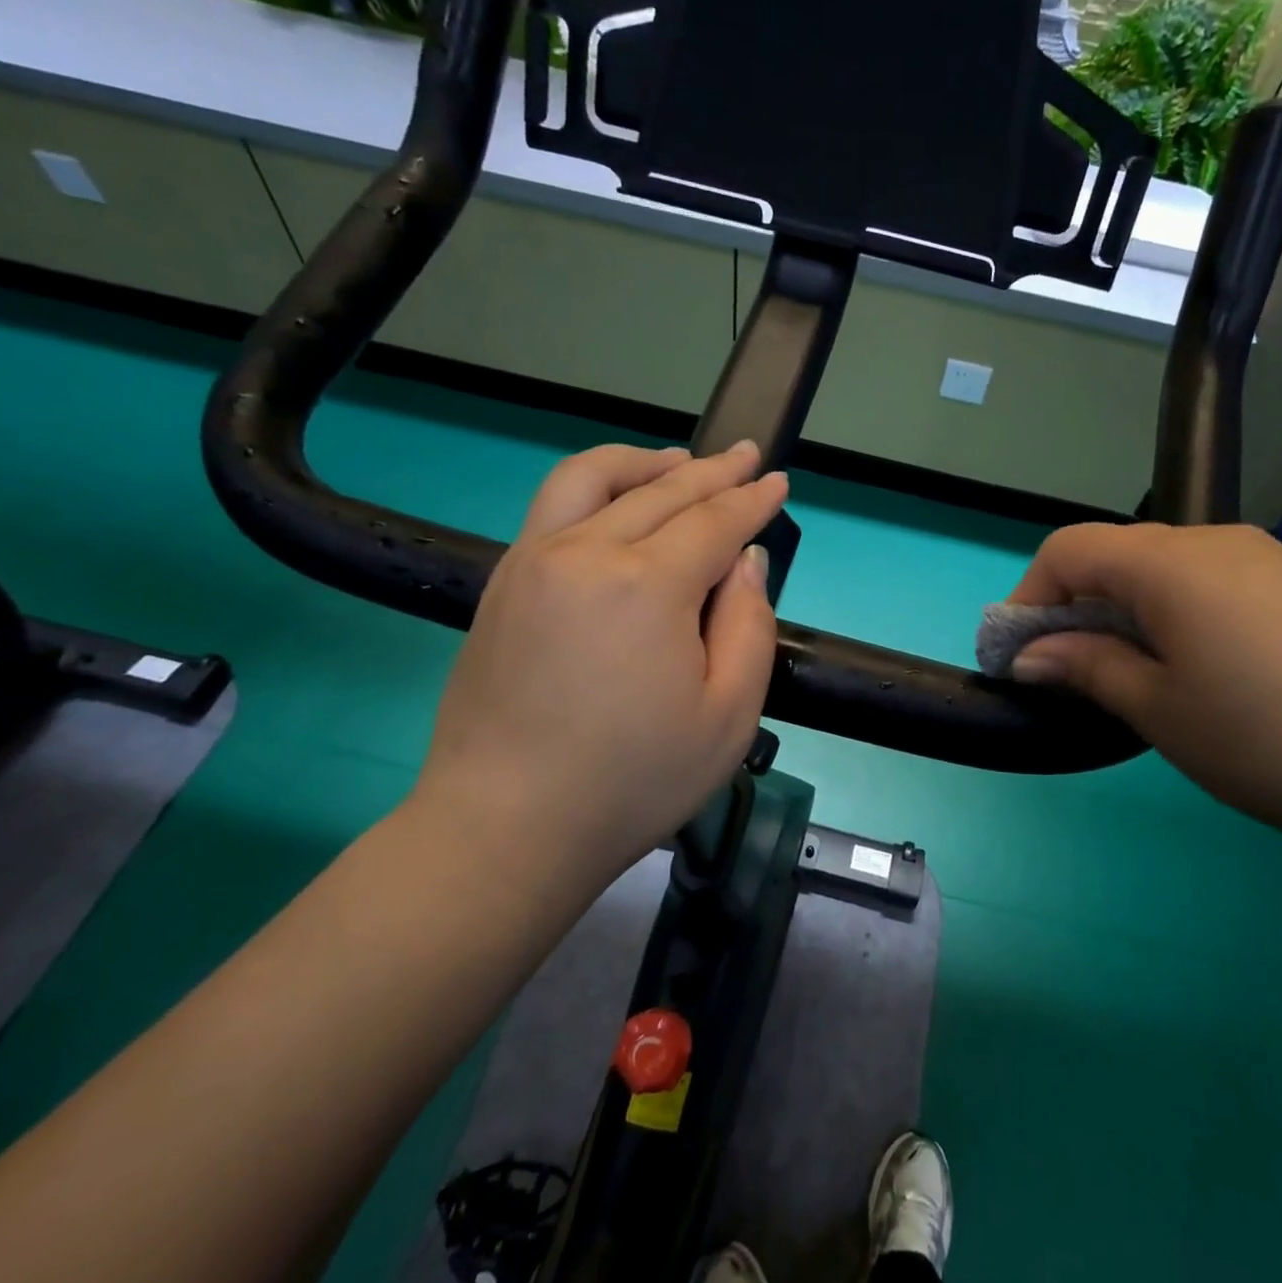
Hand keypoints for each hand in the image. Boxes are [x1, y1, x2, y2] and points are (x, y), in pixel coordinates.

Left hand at [410, 441, 787, 890]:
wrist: (507, 826)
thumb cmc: (633, 781)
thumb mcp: (729, 716)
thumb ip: (748, 624)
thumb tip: (745, 560)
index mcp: (647, 585)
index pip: (713, 521)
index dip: (752, 499)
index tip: (778, 481)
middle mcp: (586, 552)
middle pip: (662, 491)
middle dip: (713, 471)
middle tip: (746, 456)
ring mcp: (533, 561)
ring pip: (595, 478)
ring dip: (646, 462)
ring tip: (679, 461)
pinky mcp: (503, 582)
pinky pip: (553, 506)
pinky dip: (597, 485)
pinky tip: (617, 500)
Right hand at [1005, 522, 1281, 852]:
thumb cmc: (1271, 738)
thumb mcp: (1159, 709)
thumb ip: (1086, 667)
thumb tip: (1030, 654)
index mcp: (1171, 562)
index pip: (1069, 549)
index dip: (1028, 596)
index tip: (1018, 656)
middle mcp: (1215, 542)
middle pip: (1115, 555)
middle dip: (1073, 608)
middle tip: (1065, 675)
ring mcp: (1265, 560)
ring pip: (1161, 571)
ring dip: (1121, 614)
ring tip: (1126, 679)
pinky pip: (1207, 585)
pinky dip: (1170, 616)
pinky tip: (1191, 671)